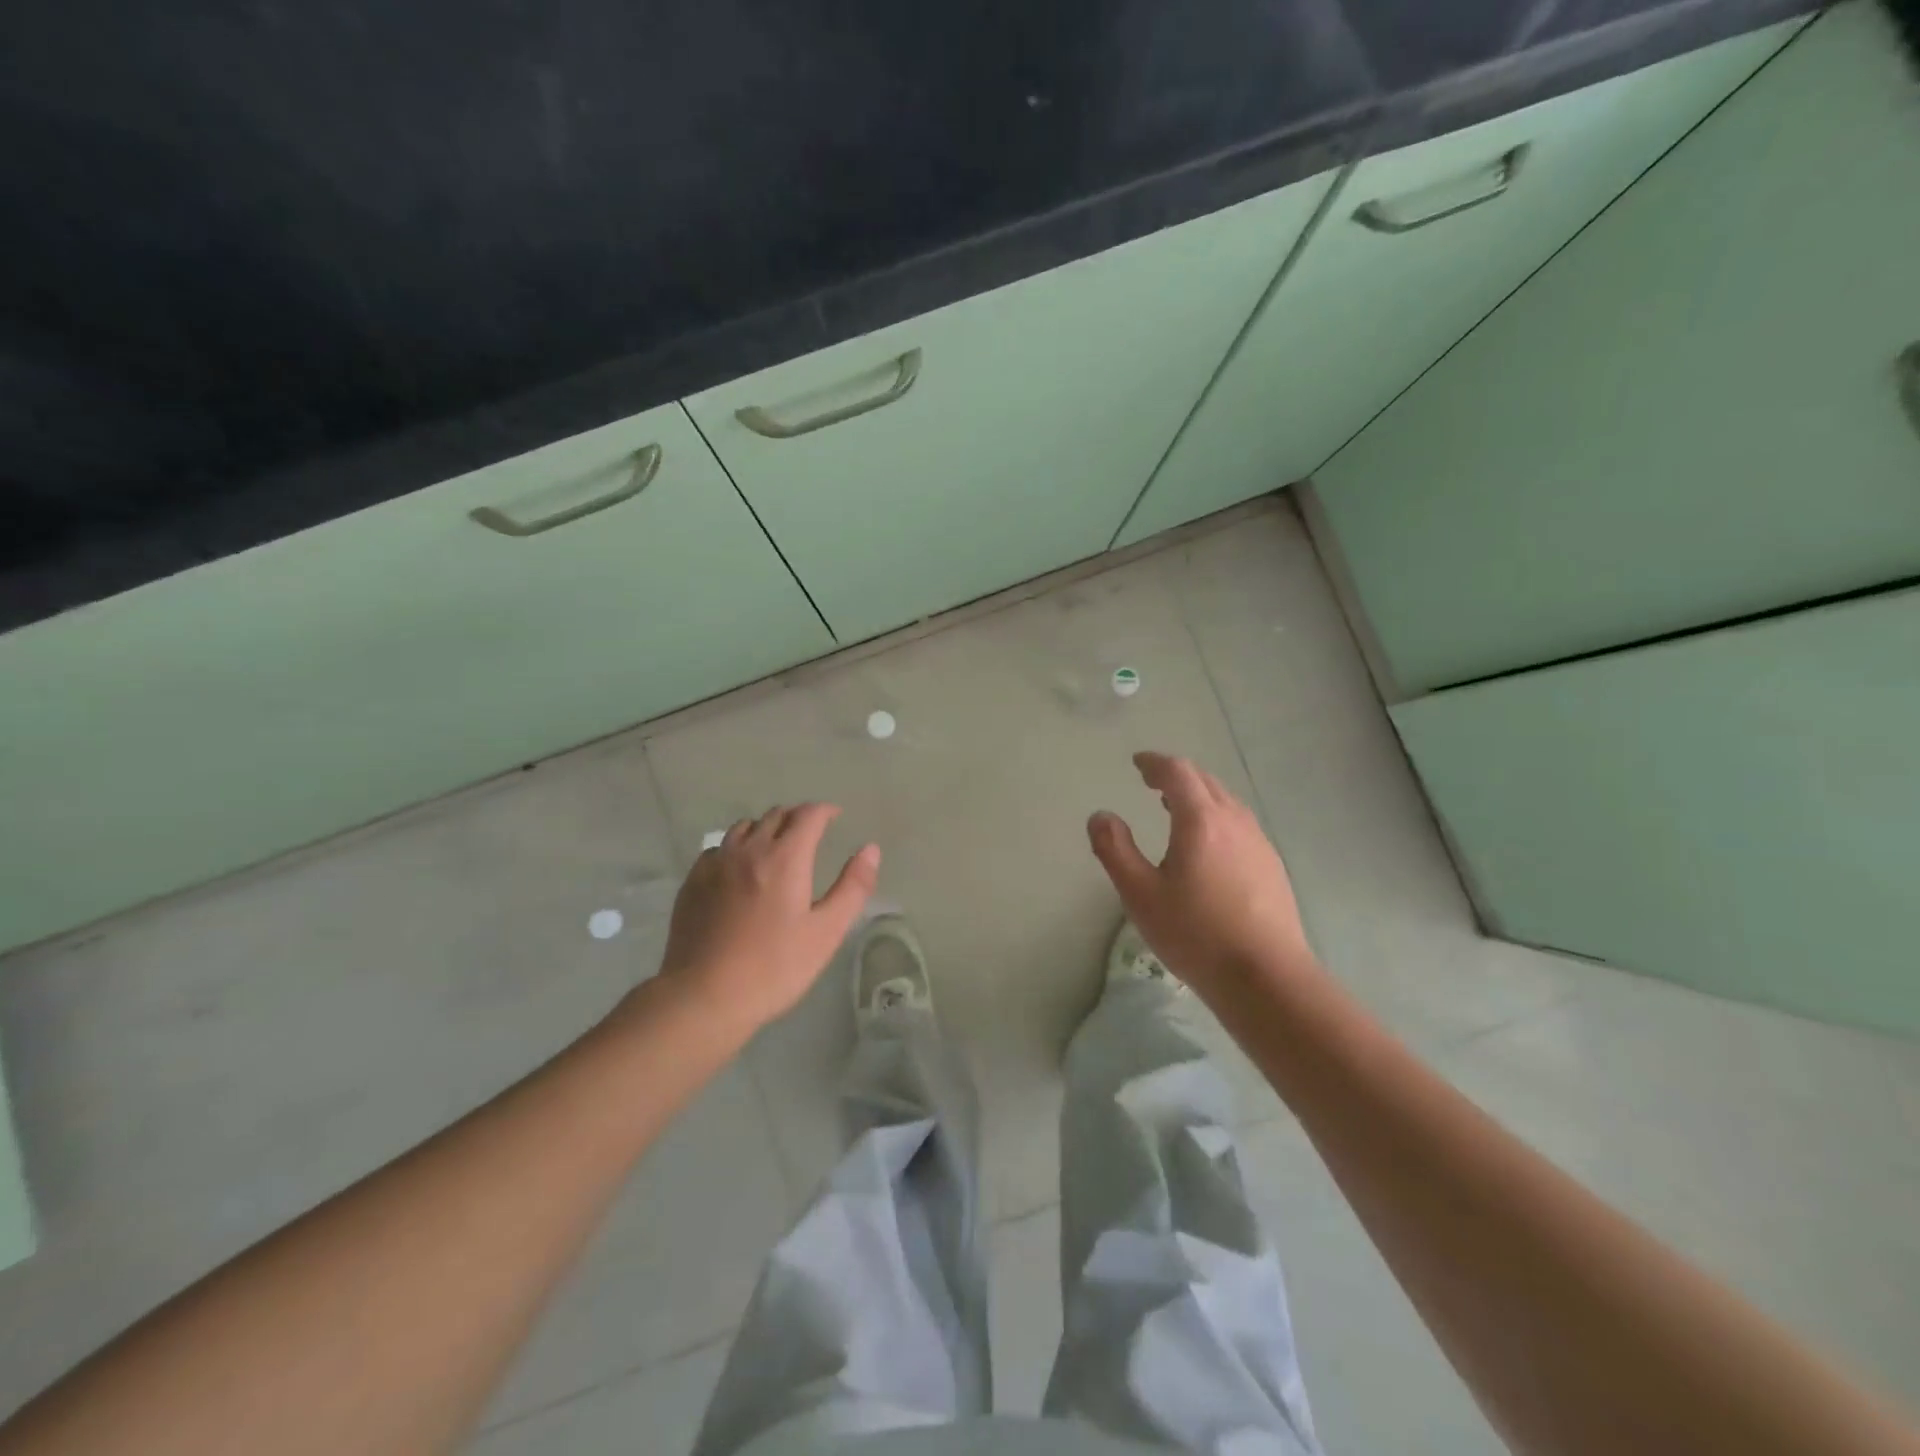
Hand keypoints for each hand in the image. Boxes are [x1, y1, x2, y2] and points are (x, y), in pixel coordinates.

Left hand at [655, 803, 879, 1034]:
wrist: (704, 997)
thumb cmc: (774, 968)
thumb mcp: (826, 932)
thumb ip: (853, 887)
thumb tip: (870, 849)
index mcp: (785, 858)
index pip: (808, 815)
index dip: (825, 811)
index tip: (835, 817)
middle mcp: (749, 850)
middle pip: (776, 815)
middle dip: (797, 817)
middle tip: (810, 834)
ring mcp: (716, 864)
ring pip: (744, 827)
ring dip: (765, 828)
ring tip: (775, 847)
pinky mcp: (693, 882)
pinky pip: (718, 848)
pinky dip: (736, 848)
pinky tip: (738, 870)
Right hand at [1088, 751, 1316, 997]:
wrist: (1266, 977)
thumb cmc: (1195, 934)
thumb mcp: (1140, 894)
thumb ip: (1115, 849)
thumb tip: (1100, 816)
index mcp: (1201, 820)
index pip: (1177, 772)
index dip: (1155, 763)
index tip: (1137, 763)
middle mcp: (1234, 821)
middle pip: (1204, 781)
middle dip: (1176, 775)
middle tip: (1151, 782)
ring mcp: (1258, 842)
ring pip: (1226, 801)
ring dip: (1198, 795)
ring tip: (1176, 808)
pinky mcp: (1271, 865)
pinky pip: (1239, 823)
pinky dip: (1216, 816)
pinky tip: (1208, 844)